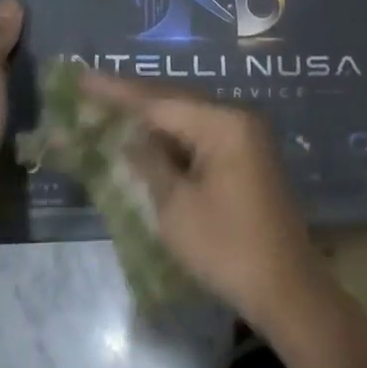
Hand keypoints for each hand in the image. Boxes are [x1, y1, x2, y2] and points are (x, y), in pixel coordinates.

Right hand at [80, 72, 325, 330]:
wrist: (285, 288)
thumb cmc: (227, 248)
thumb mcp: (176, 207)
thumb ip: (148, 163)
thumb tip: (126, 136)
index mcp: (223, 123)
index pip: (159, 101)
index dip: (116, 92)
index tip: (81, 78)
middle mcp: (237, 118)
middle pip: (174, 101)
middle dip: (131, 99)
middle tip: (87, 91)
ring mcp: (244, 136)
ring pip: (186, 117)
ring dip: (149, 117)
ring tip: (107, 108)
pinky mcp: (244, 157)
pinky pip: (199, 135)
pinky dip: (169, 137)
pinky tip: (142, 137)